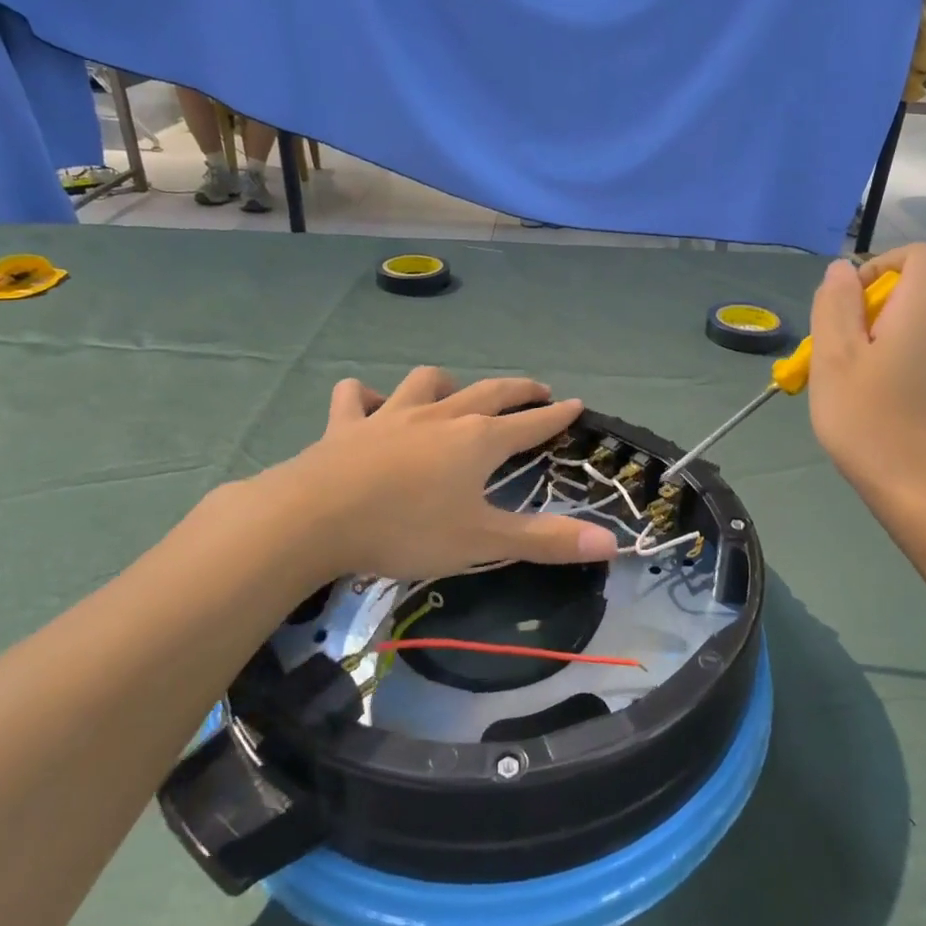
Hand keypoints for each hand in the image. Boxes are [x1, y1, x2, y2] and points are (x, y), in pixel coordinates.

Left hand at [253, 367, 620, 582]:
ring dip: (445, 384)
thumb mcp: (482, 542)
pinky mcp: (346, 425)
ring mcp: (390, 416)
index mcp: (477, 442)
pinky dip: (366, 397)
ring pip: (425, 383)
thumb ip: (546, 541)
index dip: (556, 416)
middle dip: (517, 390)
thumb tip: (612, 542)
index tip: (576, 404)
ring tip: (453, 392)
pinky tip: (368, 404)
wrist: (314, 518)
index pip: (530, 424)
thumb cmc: (407, 529)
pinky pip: (356, 398)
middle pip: (488, 393)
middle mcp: (440, 418)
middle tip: (537, 389)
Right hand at [807, 244, 925, 511]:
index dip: (877, 265)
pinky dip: (899, 363)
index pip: (915, 254)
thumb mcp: (834, 357)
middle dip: (868, 311)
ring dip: (880, 340)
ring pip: (915, 328)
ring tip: (851, 383)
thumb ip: (836, 304)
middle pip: (912, 292)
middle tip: (835, 355)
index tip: (847, 303)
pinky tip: (877, 404)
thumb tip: (842, 269)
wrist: (924, 493)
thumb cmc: (870, 421)